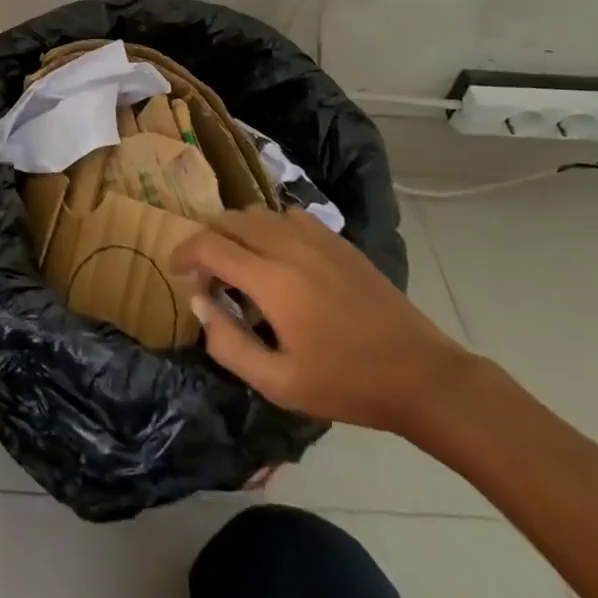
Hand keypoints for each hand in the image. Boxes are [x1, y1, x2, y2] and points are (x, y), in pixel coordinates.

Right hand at [171, 208, 474, 433]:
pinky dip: (268, 227)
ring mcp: (314, 236)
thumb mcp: (279, 383)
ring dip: (236, 231)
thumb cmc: (346, 384)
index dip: (184, 253)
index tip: (177, 272)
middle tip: (206, 274)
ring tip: (238, 265)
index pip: (209, 244)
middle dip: (207, 240)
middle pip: (228, 220)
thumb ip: (229, 343)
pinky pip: (286, 215)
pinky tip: (276, 257)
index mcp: (270, 279)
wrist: (420, 374)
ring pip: (256, 212)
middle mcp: (287, 244)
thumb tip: (200, 304)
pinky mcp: (335, 237)